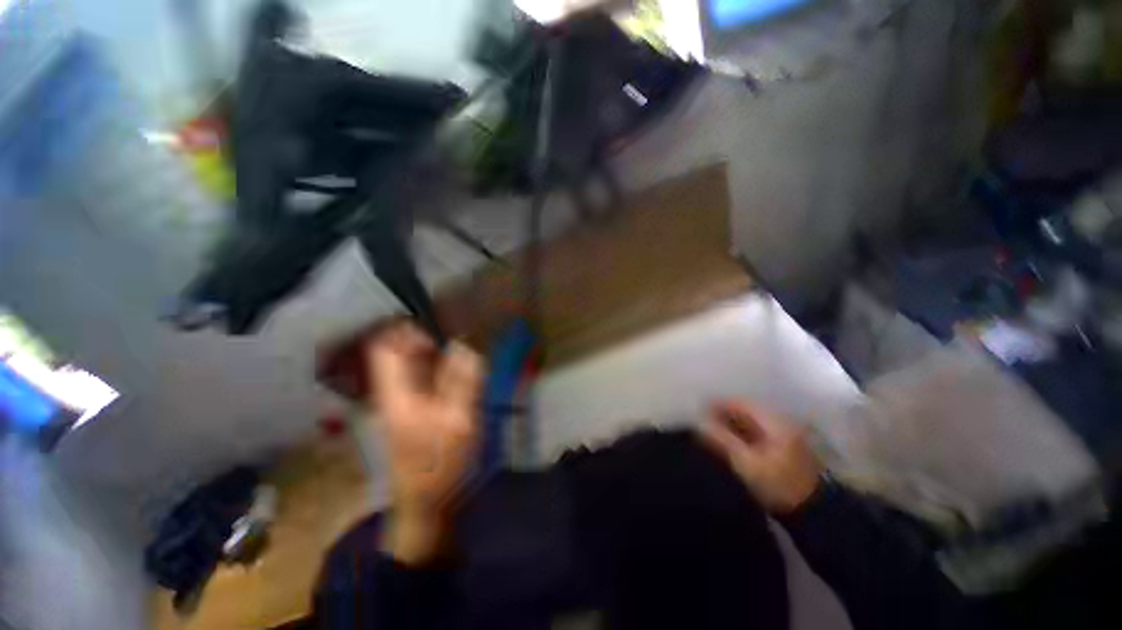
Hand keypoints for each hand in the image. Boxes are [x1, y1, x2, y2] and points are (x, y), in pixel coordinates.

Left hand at [367, 324, 483, 563]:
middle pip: (397, 352)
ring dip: (433, 352)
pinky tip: (456, 372)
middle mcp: (391, 392)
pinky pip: (420, 377)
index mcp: (396, 394)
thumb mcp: (459, 421)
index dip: (409, 331)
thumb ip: (463, 381)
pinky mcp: (410, 409)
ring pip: (409, 363)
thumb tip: (464, 345)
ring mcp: (399, 401)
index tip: (439, 331)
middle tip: (456, 338)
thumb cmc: (441, 464)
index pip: (385, 347)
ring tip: (460, 350)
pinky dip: (437, 367)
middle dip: (426, 338)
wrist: (425, 503)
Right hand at [700, 400, 821, 515]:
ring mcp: (785, 434)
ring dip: (731, 425)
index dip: (716, 406)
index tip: (698, 413)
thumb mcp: (745, 463)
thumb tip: (699, 423)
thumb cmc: (778, 485)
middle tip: (702, 424)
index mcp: (774, 420)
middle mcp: (781, 421)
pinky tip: (729, 443)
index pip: (739, 403)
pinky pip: (757, 433)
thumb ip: (721, 439)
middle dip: (722, 415)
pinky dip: (741, 435)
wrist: (814, 513)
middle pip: (745, 411)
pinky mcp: (785, 447)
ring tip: (711, 434)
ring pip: (750, 422)